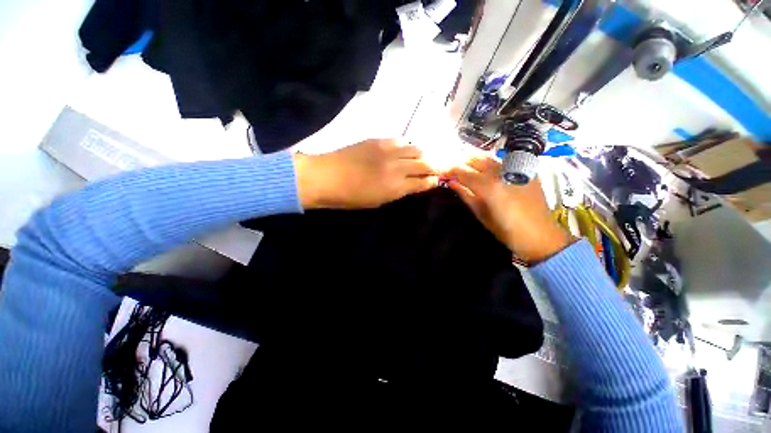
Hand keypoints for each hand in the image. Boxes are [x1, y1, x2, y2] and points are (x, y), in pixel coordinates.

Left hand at [294, 139, 438, 208]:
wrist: (327, 177)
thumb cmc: (350, 197)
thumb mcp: (377, 201)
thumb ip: (398, 192)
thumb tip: (411, 185)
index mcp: (396, 187)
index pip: (423, 182)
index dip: (432, 181)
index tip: (436, 180)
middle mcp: (397, 167)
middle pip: (424, 163)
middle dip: (434, 166)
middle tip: (437, 167)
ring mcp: (388, 151)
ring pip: (415, 148)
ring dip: (422, 153)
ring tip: (421, 157)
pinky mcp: (378, 140)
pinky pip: (400, 140)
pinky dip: (406, 145)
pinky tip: (404, 148)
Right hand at [446, 156, 571, 263]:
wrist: (540, 236)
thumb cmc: (506, 230)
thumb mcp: (481, 215)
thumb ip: (466, 195)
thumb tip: (452, 183)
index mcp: (489, 187)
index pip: (464, 173)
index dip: (451, 172)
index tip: (444, 173)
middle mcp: (502, 173)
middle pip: (477, 160)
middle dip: (463, 163)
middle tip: (455, 170)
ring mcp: (517, 170)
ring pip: (491, 159)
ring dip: (477, 162)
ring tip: (469, 169)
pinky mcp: (527, 172)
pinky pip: (505, 163)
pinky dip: (493, 165)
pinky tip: (489, 172)